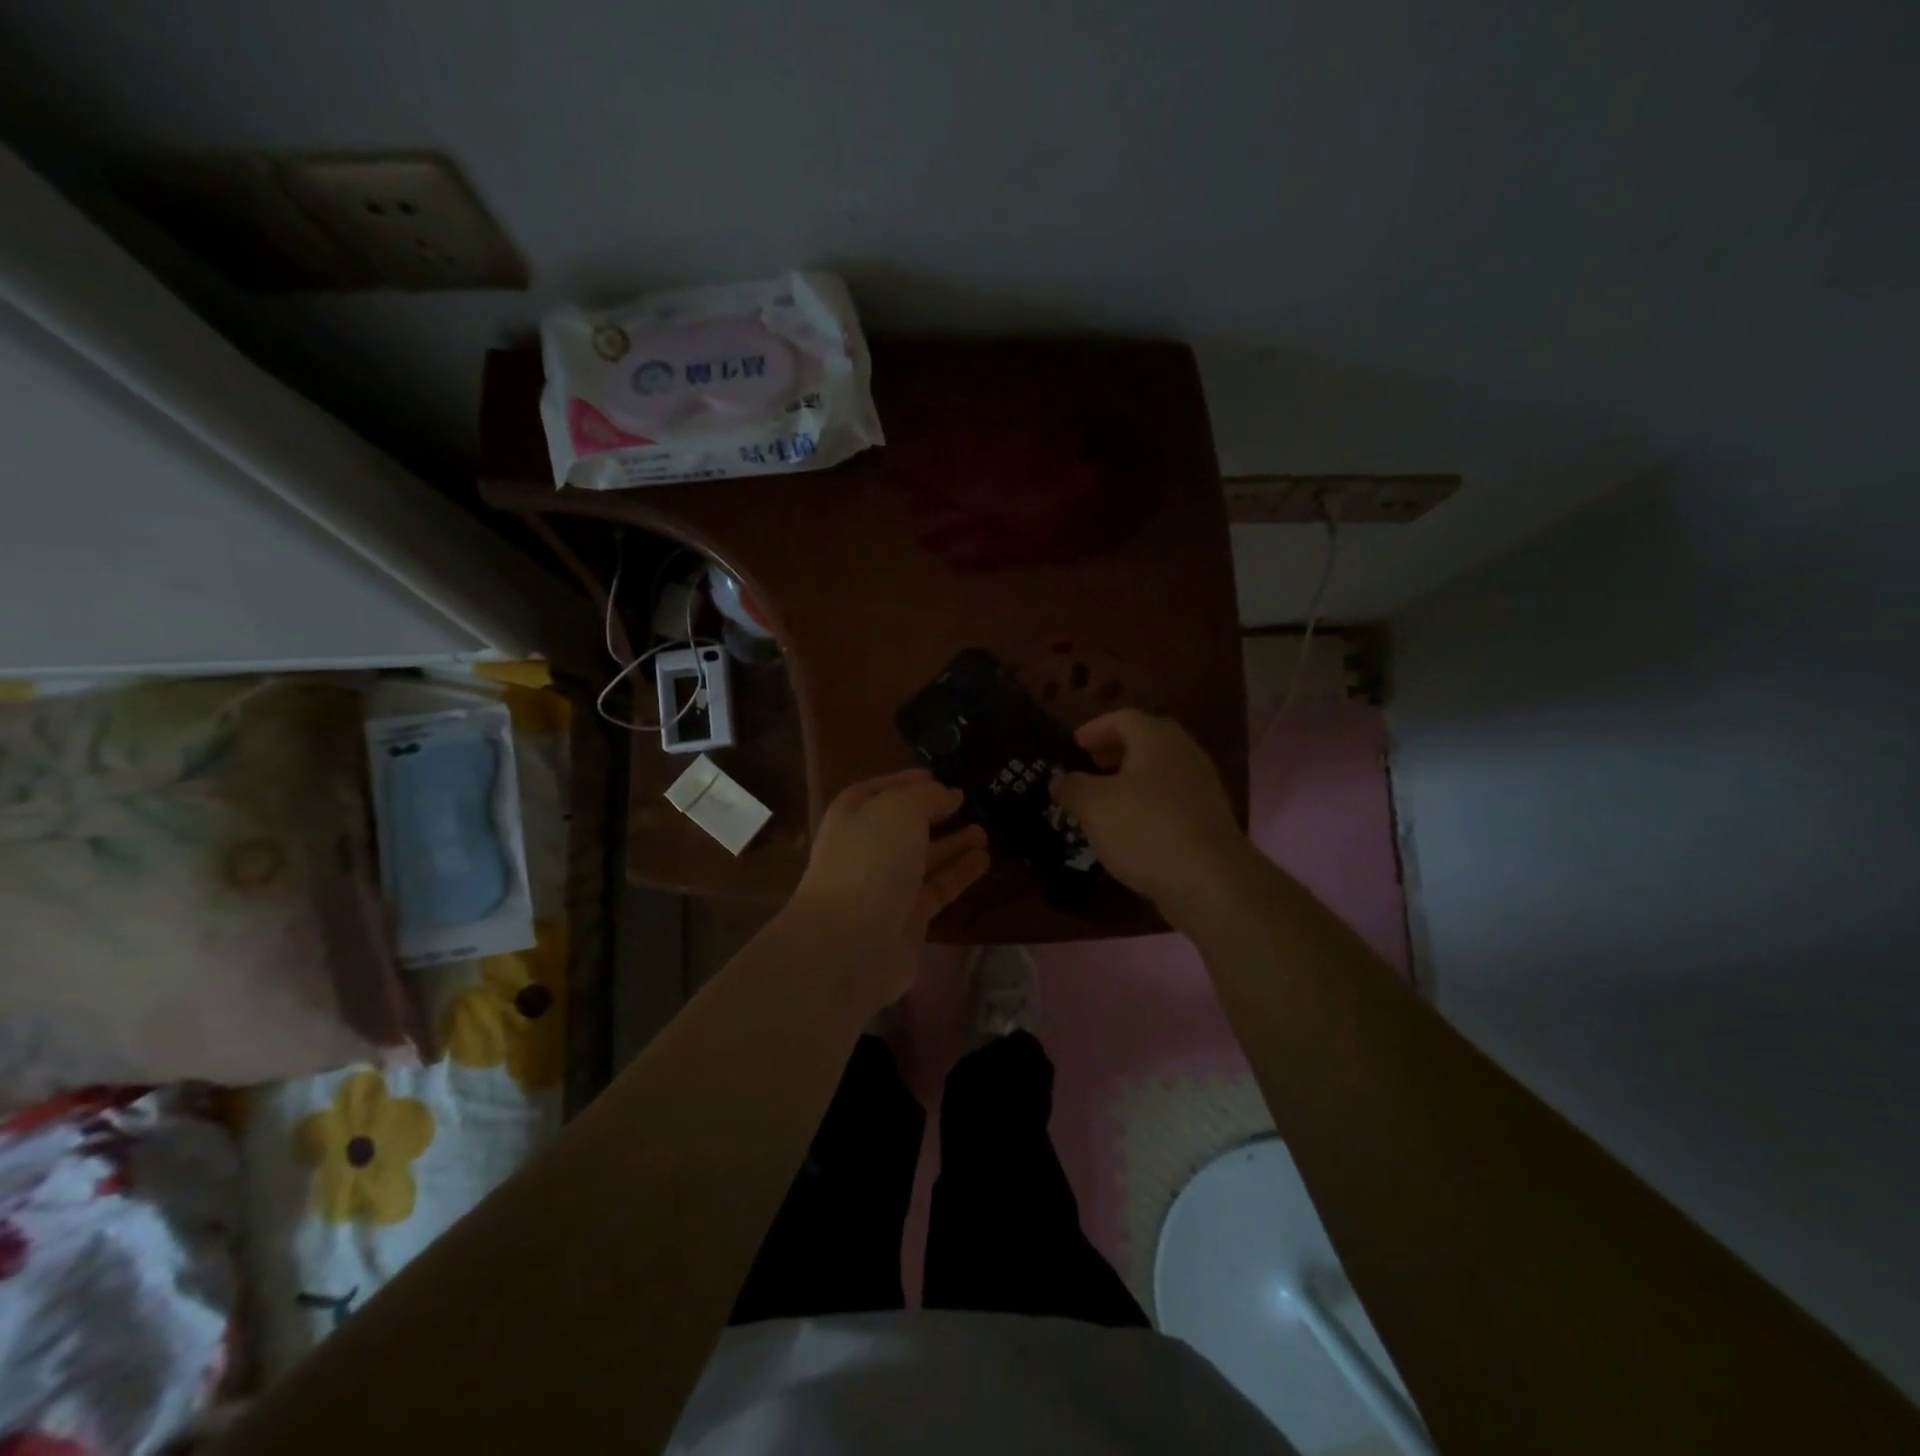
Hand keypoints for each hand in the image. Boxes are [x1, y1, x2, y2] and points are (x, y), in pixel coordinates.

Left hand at [789, 769, 989, 1002]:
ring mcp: (885, 885)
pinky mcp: (907, 917)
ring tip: (985, 831)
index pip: (881, 789)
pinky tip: (984, 860)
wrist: (850, 943)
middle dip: (937, 814)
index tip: (942, 778)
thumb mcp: (900, 809)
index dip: (908, 781)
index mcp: (853, 815)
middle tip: (972, 804)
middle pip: (905, 825)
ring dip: (953, 844)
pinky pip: (937, 888)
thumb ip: (928, 796)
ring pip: (924, 858)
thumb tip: (949, 794)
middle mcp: (866, 848)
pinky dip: (959, 874)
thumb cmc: (870, 860)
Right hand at [1051, 709, 1247, 914]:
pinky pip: (1172, 797)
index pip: (1122, 718)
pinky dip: (1149, 802)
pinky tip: (1131, 826)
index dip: (1094, 729)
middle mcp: (1184, 752)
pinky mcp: (1209, 817)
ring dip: (1132, 778)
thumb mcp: (1093, 806)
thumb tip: (1060, 780)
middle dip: (1115, 751)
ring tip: (1106, 799)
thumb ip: (1072, 787)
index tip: (1074, 745)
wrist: (1210, 879)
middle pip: (1146, 740)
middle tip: (1091, 766)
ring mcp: (1202, 785)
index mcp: (1156, 738)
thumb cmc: (1145, 829)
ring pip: (1160, 770)